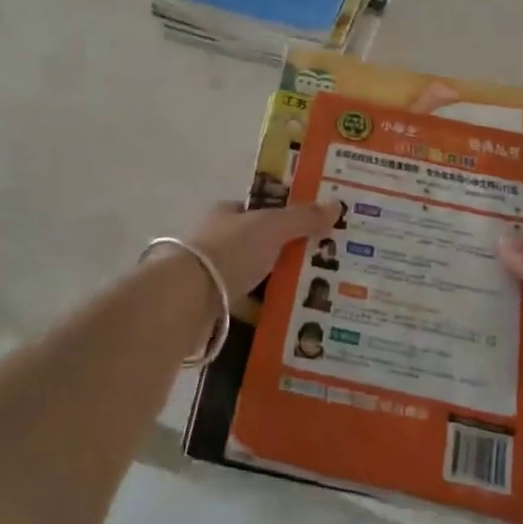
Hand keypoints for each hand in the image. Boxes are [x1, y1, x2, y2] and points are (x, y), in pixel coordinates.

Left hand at [185, 200, 337, 300]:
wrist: (186, 299)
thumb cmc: (229, 251)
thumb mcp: (272, 227)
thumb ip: (303, 217)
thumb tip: (337, 205)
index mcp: (227, 213)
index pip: (261, 210)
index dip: (287, 217)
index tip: (315, 229)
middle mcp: (217, 240)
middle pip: (260, 244)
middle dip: (287, 254)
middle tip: (324, 266)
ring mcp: (212, 274)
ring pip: (253, 276)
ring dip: (276, 284)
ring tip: (313, 296)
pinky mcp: (211, 306)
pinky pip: (246, 305)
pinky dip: (264, 311)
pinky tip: (288, 318)